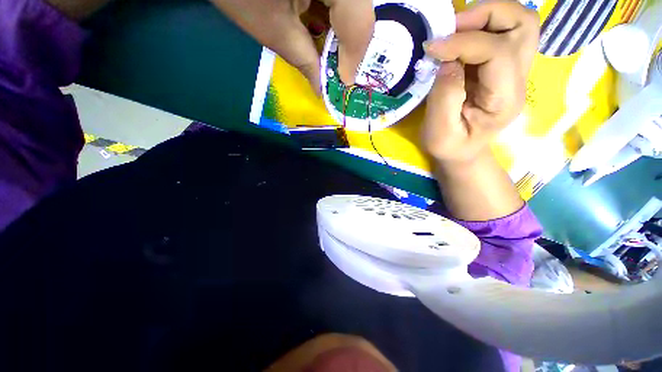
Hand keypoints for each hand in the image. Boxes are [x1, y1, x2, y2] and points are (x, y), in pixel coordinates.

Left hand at [211, 0, 374, 91]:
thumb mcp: (273, 30)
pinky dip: (330, 17)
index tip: (344, 82)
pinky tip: (320, 31)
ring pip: (349, 4)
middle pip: (357, 11)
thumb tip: (322, 88)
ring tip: (329, 56)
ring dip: (340, 32)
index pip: (358, 20)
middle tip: (339, 71)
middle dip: (348, 45)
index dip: (354, 56)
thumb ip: (304, 60)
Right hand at [421, 1, 539, 163]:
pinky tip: (458, 41)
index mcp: (505, 99)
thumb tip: (445, 61)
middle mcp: (518, 78)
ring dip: (486, 16)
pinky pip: (501, 31)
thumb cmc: (450, 147)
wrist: (462, 151)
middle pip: (523, 24)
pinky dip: (480, 26)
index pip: (497, 52)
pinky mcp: (500, 67)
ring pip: (518, 21)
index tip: (432, 47)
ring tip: (455, 30)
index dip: (463, 43)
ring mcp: (513, 70)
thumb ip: (444, 97)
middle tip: (452, 28)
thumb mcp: (440, 132)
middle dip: (486, 14)